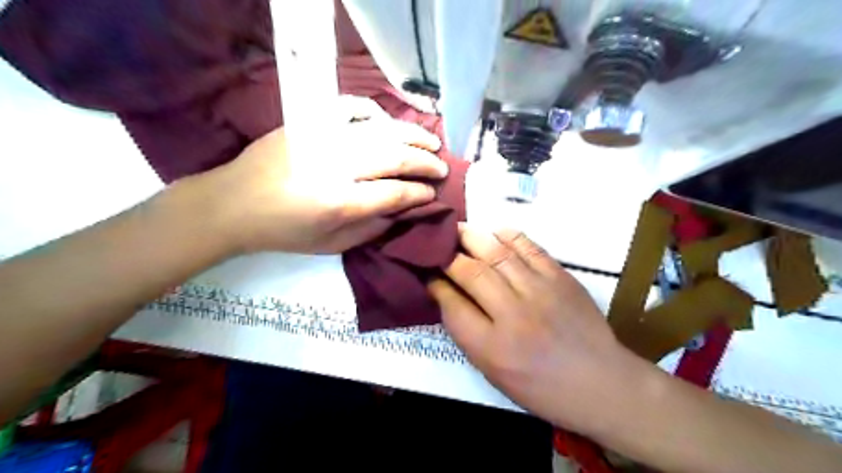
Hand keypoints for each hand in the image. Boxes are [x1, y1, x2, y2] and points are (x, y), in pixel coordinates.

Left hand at [193, 111, 449, 254]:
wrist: (233, 203)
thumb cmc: (284, 232)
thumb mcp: (331, 246)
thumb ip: (371, 229)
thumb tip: (402, 210)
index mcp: (339, 203)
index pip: (395, 193)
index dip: (419, 194)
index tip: (433, 194)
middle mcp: (335, 166)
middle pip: (394, 157)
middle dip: (425, 163)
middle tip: (441, 167)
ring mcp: (322, 138)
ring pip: (381, 130)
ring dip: (412, 136)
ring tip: (432, 142)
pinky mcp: (309, 121)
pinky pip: (351, 108)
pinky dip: (376, 113)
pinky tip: (389, 123)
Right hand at [430, 227, 634, 433]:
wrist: (600, 383)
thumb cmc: (541, 386)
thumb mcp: (494, 372)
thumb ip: (467, 333)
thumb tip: (447, 295)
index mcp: (492, 348)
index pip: (452, 305)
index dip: (435, 284)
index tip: (428, 273)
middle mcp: (512, 315)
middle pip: (471, 273)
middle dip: (448, 255)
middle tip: (437, 244)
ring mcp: (539, 292)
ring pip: (497, 254)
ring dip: (472, 237)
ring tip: (458, 229)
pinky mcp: (560, 278)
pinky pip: (529, 248)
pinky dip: (508, 236)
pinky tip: (495, 232)